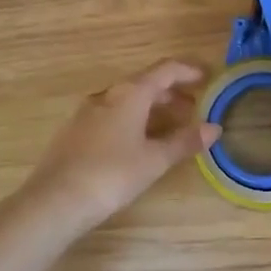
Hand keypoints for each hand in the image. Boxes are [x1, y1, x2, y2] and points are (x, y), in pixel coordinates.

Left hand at [18, 60, 218, 232]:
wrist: (56, 200)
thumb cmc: (112, 174)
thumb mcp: (155, 160)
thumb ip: (185, 141)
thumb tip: (214, 128)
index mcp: (129, 93)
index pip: (165, 70)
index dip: (188, 70)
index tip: (207, 76)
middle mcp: (107, 95)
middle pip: (145, 83)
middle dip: (171, 92)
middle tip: (194, 106)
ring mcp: (87, 112)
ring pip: (126, 100)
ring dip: (151, 107)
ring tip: (171, 125)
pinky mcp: (75, 131)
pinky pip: (111, 115)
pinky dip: (132, 119)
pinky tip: (138, 141)